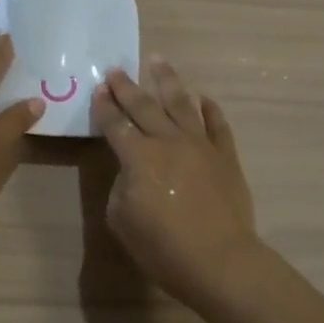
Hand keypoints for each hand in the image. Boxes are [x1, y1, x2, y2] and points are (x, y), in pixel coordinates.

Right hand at [92, 60, 263, 310]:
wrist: (221, 262)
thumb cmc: (164, 247)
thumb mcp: (122, 220)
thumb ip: (121, 188)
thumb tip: (132, 173)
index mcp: (139, 156)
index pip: (116, 124)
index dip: (104, 107)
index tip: (98, 90)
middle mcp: (168, 141)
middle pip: (144, 106)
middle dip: (127, 87)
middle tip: (116, 69)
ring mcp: (200, 145)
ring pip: (182, 103)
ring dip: (167, 81)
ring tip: (158, 60)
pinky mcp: (225, 156)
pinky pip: (217, 125)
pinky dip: (210, 110)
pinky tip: (203, 99)